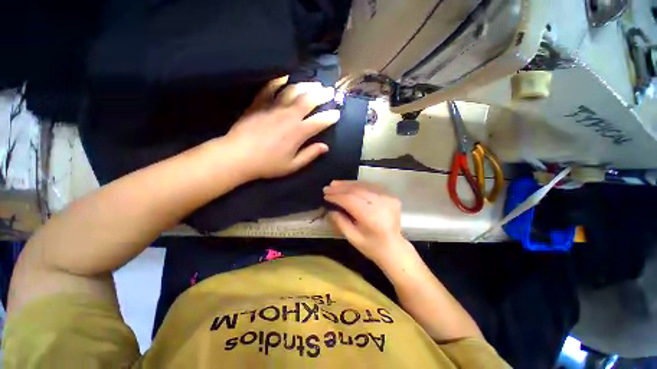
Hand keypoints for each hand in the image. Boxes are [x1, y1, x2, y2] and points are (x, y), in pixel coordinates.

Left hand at [224, 76, 339, 179]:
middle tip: (330, 91)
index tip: (337, 113)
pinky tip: (285, 77)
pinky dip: (278, 81)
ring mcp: (273, 107)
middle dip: (322, 95)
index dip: (331, 116)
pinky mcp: (259, 103)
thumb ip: (309, 155)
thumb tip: (325, 147)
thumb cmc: (267, 164)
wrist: (238, 157)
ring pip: (293, 91)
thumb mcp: (292, 165)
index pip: (320, 121)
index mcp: (298, 133)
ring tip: (314, 83)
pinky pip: (270, 88)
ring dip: (306, 85)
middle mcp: (289, 116)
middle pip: (309, 100)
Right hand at [323, 181, 411, 264]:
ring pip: (364, 186)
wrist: (394, 248)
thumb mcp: (353, 238)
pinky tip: (349, 185)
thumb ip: (340, 222)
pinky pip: (371, 187)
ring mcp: (388, 198)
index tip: (326, 195)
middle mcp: (381, 204)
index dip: (337, 197)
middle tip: (328, 188)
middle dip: (340, 188)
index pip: (350, 201)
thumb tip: (330, 210)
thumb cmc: (372, 246)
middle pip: (357, 190)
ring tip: (335, 184)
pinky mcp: (391, 196)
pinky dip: (359, 185)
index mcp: (372, 217)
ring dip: (348, 184)